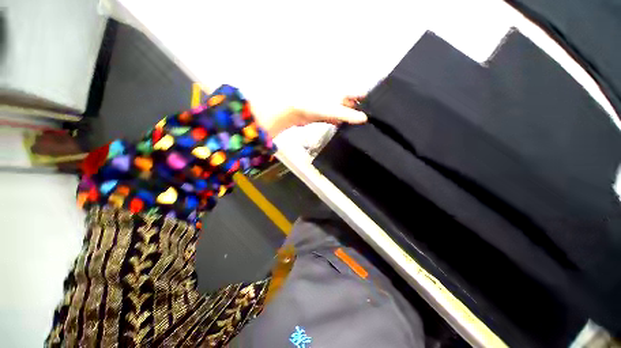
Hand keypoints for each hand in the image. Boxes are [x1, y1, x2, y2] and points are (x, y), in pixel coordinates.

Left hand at [252, 96, 367, 138]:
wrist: (294, 110)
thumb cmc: (313, 105)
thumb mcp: (333, 111)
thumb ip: (348, 115)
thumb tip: (364, 119)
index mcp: (341, 91)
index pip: (359, 94)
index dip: (368, 101)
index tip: (378, 110)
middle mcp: (338, 97)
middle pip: (353, 104)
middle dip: (361, 111)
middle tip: (372, 122)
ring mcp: (331, 106)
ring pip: (346, 112)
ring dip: (352, 118)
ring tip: (363, 127)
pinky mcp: (326, 114)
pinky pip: (337, 118)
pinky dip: (342, 122)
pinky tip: (347, 128)